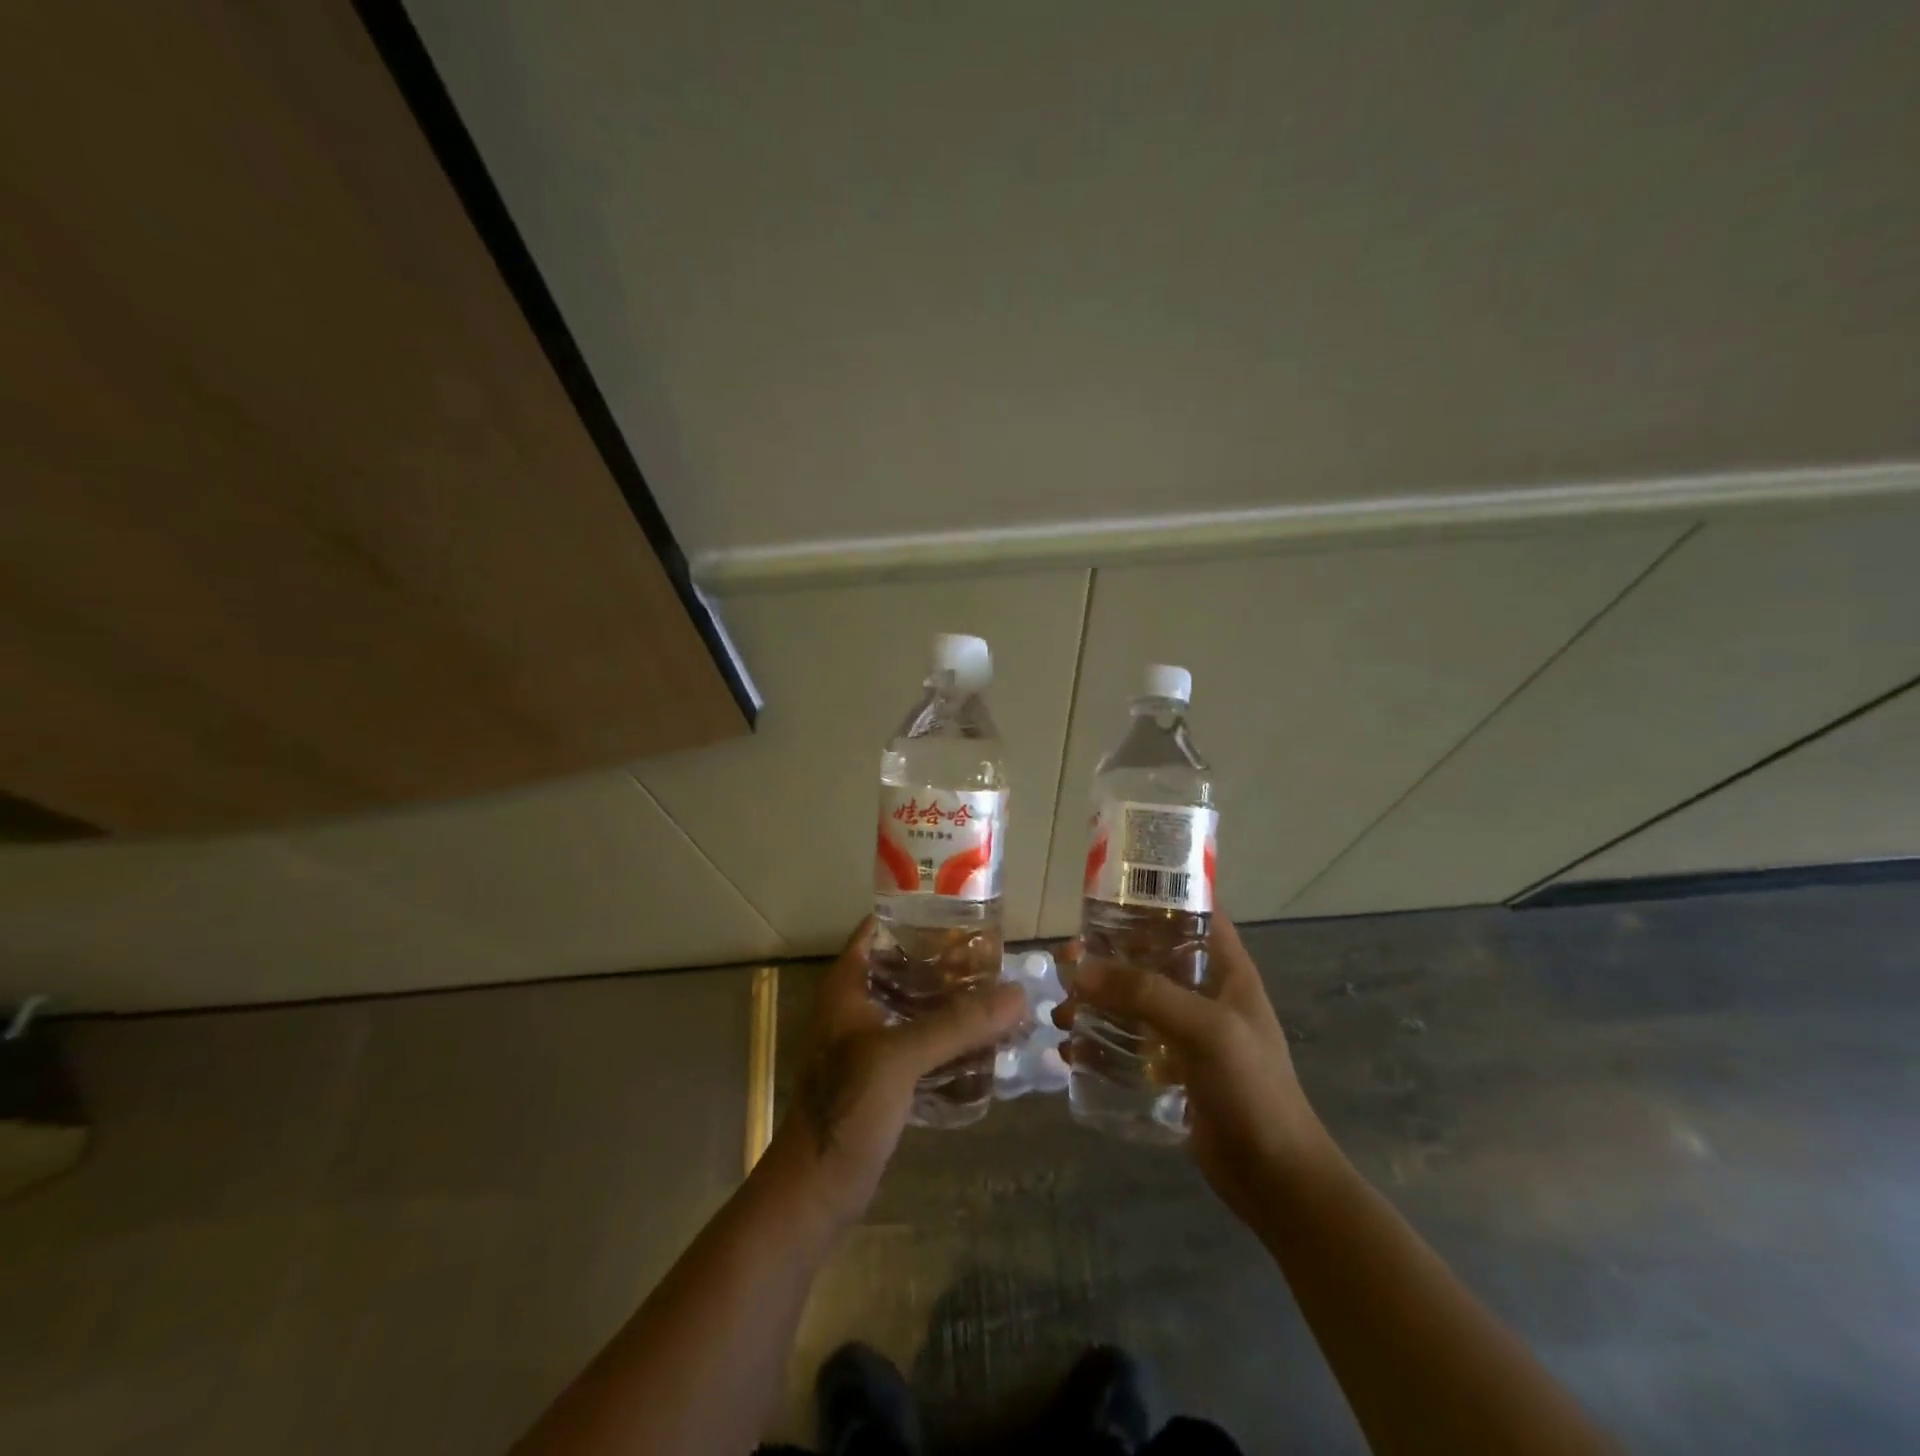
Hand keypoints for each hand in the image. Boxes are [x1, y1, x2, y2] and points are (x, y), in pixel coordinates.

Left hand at [763, 917, 1025, 1233]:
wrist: (815, 1190)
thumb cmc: (846, 1108)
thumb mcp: (901, 1057)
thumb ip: (958, 1024)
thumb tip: (1018, 993)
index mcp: (848, 984)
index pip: (882, 928)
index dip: (920, 915)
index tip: (966, 912)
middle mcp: (858, 1005)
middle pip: (907, 967)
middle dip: (949, 963)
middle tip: (996, 958)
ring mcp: (870, 1042)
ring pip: (918, 1007)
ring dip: (954, 1004)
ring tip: (1000, 996)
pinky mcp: (884, 1077)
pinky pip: (924, 1044)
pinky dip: (951, 1040)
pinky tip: (987, 1043)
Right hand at [1056, 914, 1328, 1223]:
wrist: (1275, 1178)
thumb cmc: (1252, 1088)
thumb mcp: (1204, 1029)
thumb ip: (1144, 993)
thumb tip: (1079, 968)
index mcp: (1225, 968)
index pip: (1191, 912)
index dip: (1153, 898)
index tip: (1105, 897)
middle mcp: (1204, 991)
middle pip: (1148, 956)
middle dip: (1106, 957)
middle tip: (1066, 963)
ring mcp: (1186, 1031)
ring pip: (1132, 1000)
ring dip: (1095, 1002)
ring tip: (1063, 1016)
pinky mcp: (1171, 1067)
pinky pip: (1127, 1041)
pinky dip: (1099, 1041)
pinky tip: (1072, 1052)